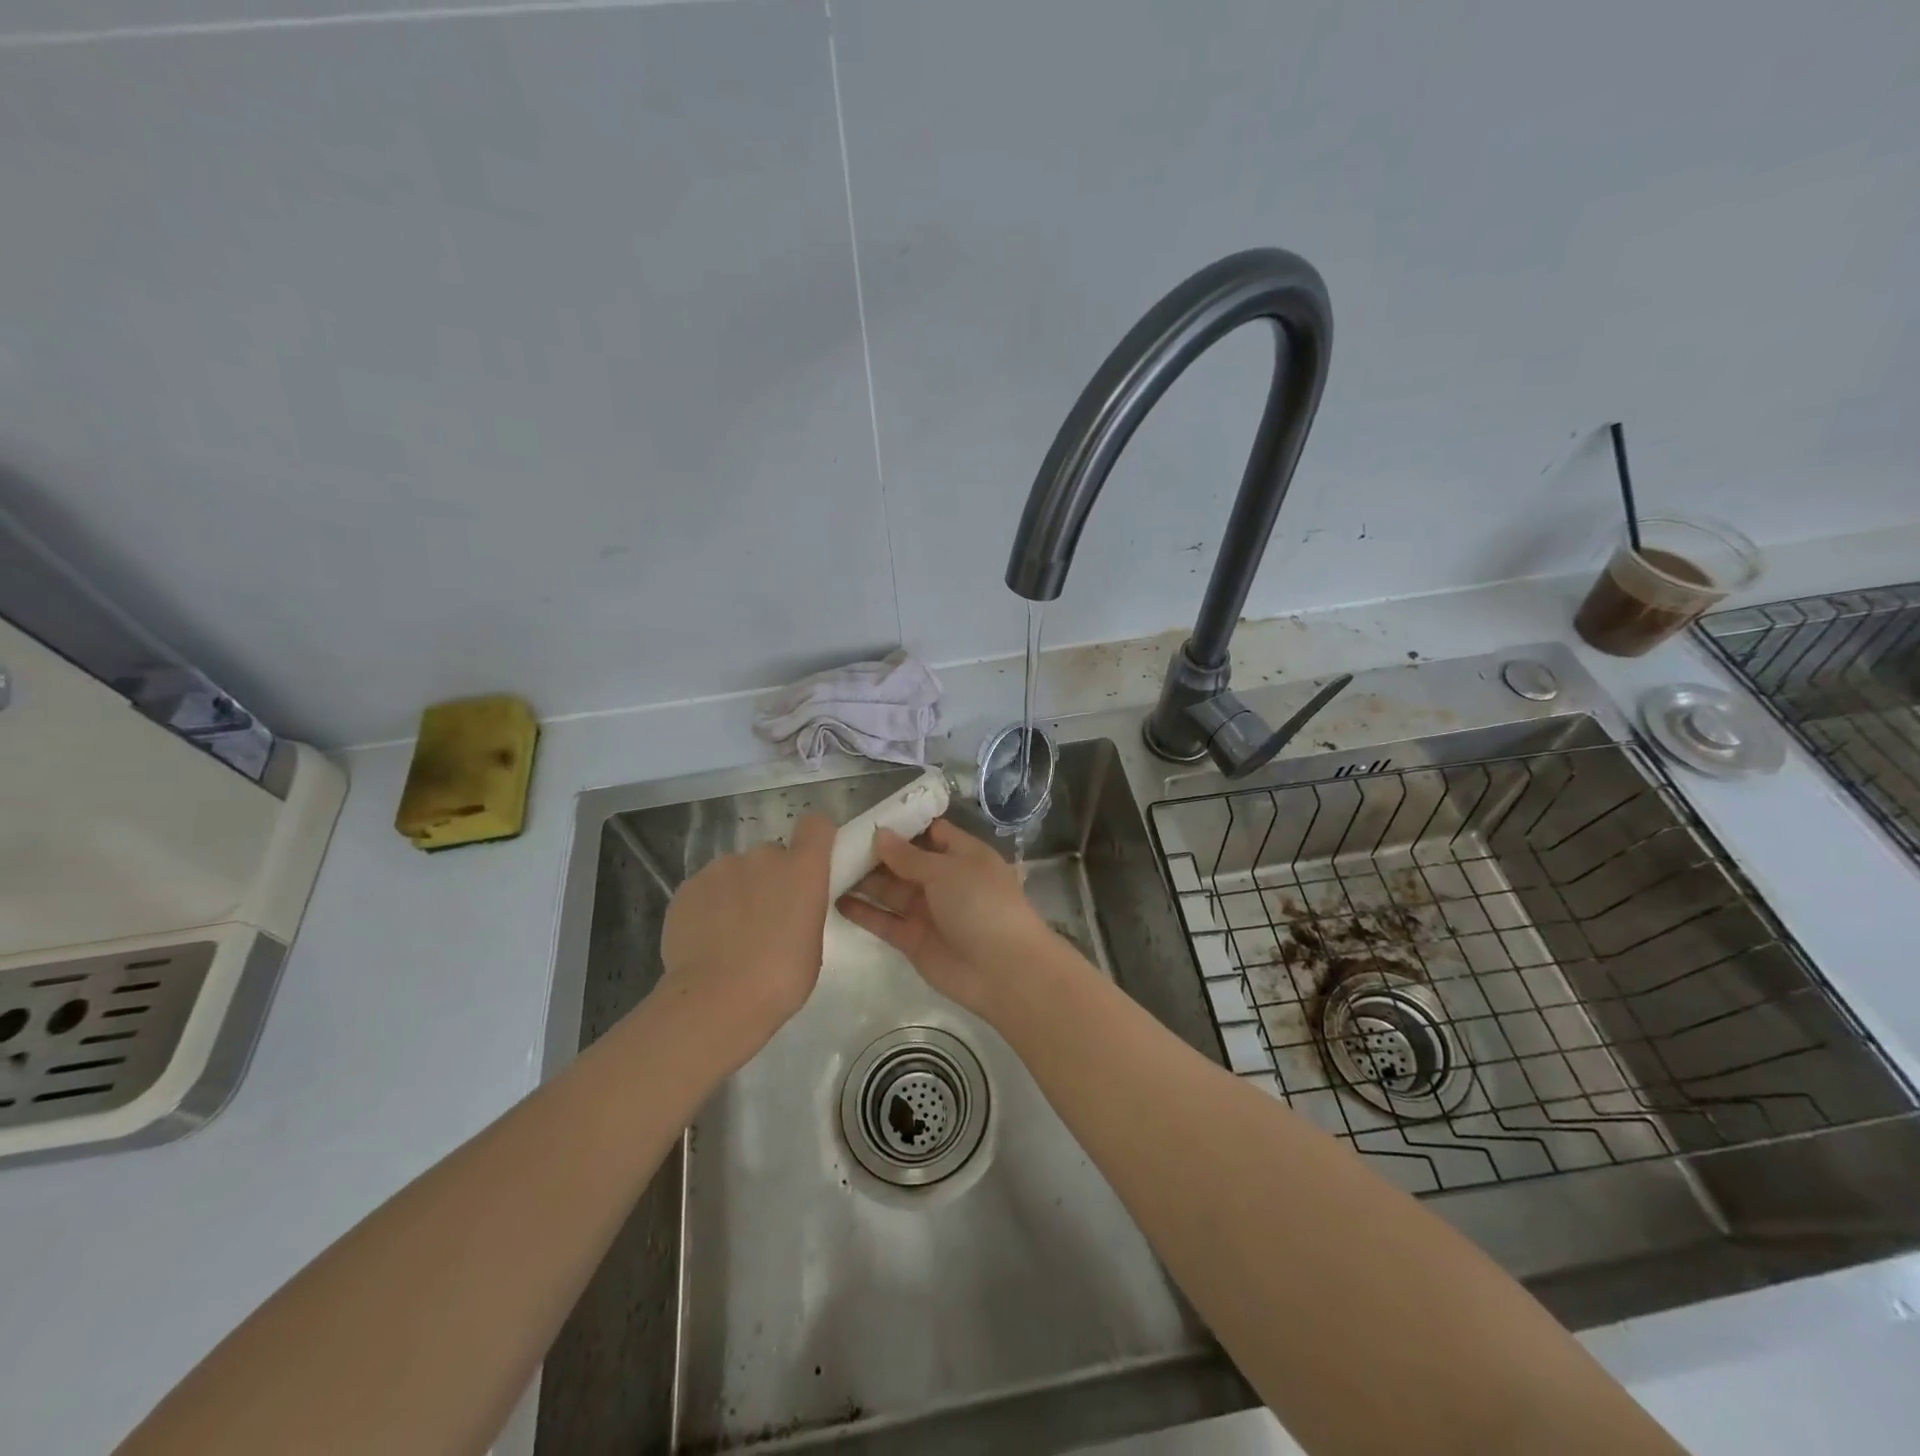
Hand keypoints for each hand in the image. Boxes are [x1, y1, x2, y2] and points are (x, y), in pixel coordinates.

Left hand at [657, 813, 834, 1070]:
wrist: (715, 1001)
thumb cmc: (781, 979)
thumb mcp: (812, 944)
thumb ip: (804, 910)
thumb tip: (788, 909)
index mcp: (802, 868)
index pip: (816, 825)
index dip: (815, 839)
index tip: (812, 864)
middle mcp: (762, 856)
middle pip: (772, 854)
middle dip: (771, 878)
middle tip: (767, 918)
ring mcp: (720, 868)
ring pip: (736, 871)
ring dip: (738, 892)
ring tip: (730, 934)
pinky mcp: (687, 887)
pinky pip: (706, 889)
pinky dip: (709, 907)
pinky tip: (705, 941)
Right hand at [836, 818, 1065, 1018]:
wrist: (1003, 971)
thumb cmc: (982, 905)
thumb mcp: (948, 871)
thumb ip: (909, 856)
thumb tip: (880, 834)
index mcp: (963, 855)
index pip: (931, 832)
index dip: (902, 825)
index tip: (867, 817)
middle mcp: (944, 880)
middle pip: (904, 861)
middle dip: (875, 852)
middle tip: (835, 842)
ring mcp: (928, 911)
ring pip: (890, 890)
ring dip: (863, 880)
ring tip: (826, 866)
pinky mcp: (913, 940)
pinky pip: (884, 920)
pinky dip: (862, 911)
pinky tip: (834, 899)